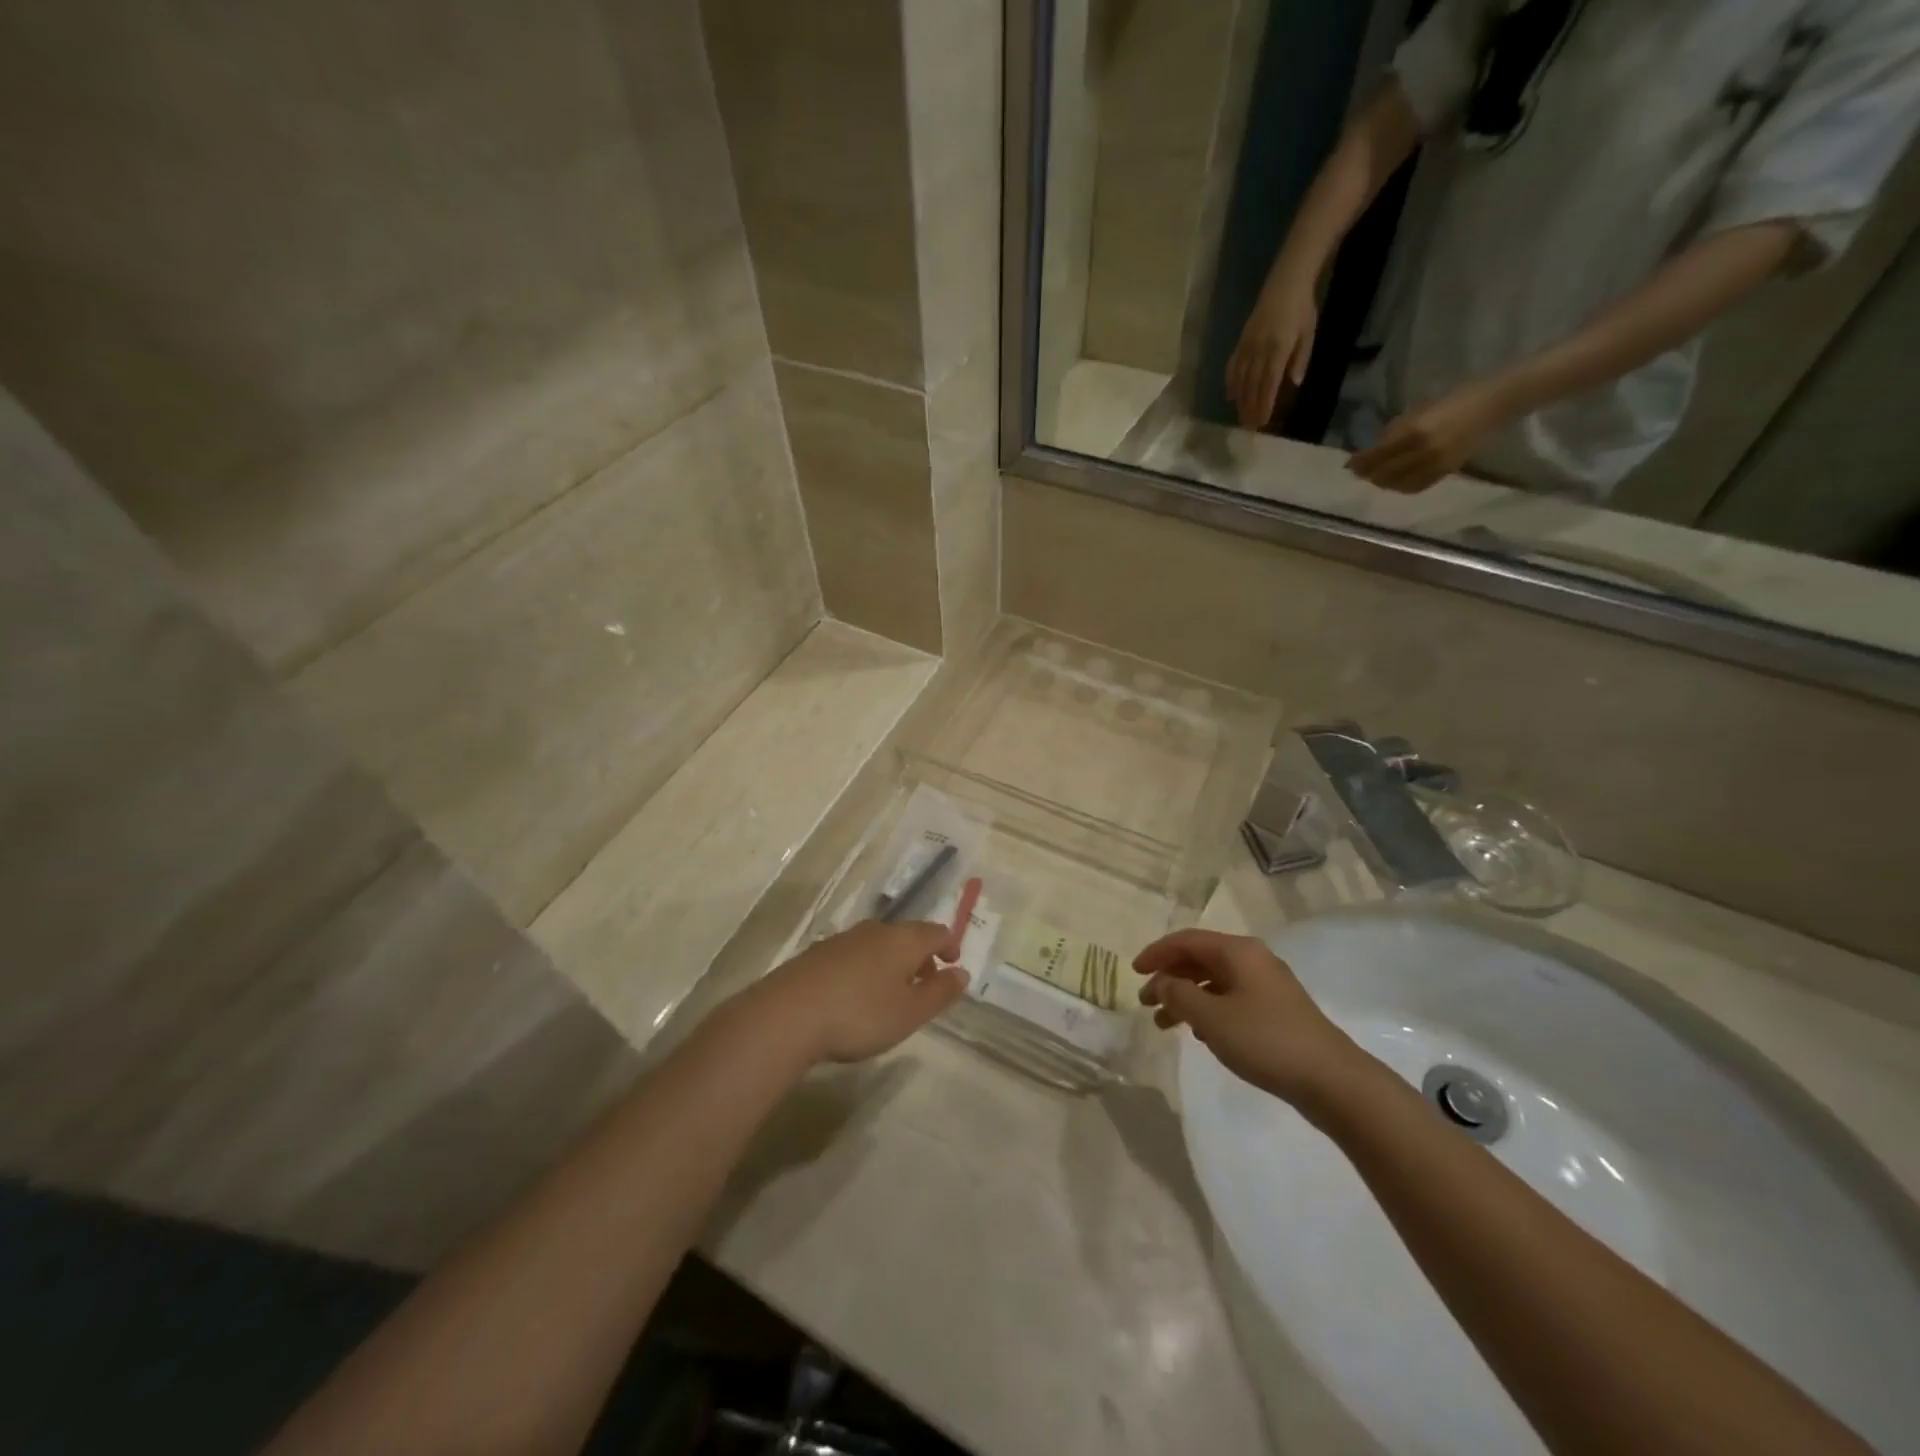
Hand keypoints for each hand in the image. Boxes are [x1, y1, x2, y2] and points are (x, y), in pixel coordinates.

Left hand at [742, 920, 966, 1066]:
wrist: (787, 1015)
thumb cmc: (860, 1014)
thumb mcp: (909, 1013)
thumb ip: (940, 993)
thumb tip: (962, 973)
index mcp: (903, 940)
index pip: (936, 932)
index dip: (949, 946)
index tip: (952, 966)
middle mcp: (875, 930)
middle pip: (907, 935)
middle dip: (921, 957)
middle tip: (925, 985)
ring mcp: (843, 939)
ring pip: (879, 944)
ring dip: (892, 963)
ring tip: (892, 994)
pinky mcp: (818, 954)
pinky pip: (854, 955)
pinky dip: (866, 969)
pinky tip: (856, 995)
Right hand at [1134, 929, 1365, 1110]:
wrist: (1332, 1080)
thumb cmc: (1265, 1040)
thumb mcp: (1211, 1017)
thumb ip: (1179, 995)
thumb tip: (1163, 983)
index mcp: (1238, 951)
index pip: (1186, 940)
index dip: (1157, 953)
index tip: (1134, 972)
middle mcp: (1253, 960)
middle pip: (1200, 959)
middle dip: (1170, 978)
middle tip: (1146, 1002)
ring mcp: (1268, 986)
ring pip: (1215, 982)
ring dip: (1187, 998)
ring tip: (1166, 1024)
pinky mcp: (1277, 1011)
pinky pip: (1231, 999)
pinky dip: (1209, 1010)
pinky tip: (1201, 1035)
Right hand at [1226, 274, 1316, 429]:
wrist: (1286, 282)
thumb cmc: (1302, 309)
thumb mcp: (1309, 333)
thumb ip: (1301, 358)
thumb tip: (1294, 383)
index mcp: (1279, 348)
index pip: (1269, 383)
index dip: (1265, 404)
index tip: (1262, 422)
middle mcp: (1259, 350)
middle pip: (1253, 385)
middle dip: (1251, 407)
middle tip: (1249, 427)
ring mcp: (1247, 346)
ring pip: (1241, 379)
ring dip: (1240, 401)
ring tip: (1240, 417)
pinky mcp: (1241, 342)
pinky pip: (1232, 366)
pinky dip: (1231, 383)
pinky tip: (1230, 396)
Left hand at [1347, 379, 1513, 492]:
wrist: (1497, 402)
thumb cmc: (1457, 398)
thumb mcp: (1421, 410)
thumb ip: (1398, 430)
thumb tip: (1376, 446)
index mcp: (1416, 431)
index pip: (1379, 454)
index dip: (1362, 462)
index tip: (1349, 464)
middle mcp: (1424, 451)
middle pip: (1386, 472)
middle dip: (1369, 474)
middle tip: (1358, 473)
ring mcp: (1437, 463)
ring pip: (1401, 483)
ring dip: (1384, 483)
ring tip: (1375, 479)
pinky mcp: (1449, 470)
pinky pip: (1419, 485)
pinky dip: (1403, 487)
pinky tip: (1396, 483)